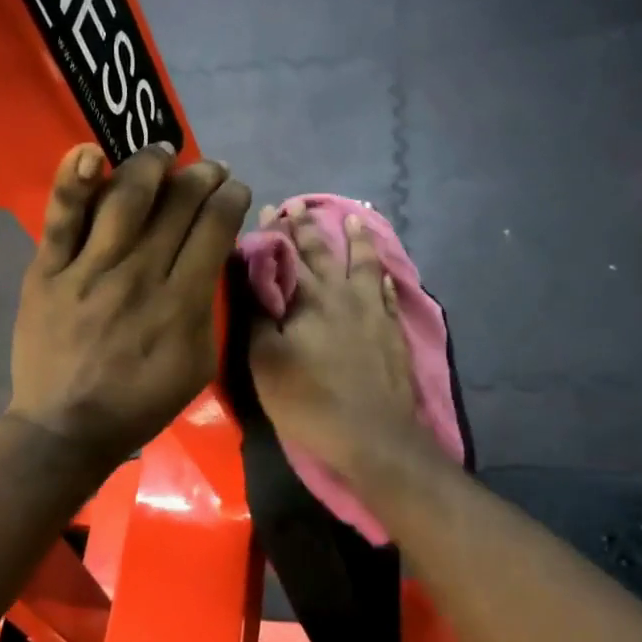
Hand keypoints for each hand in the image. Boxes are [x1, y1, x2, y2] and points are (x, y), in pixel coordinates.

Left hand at [7, 142, 251, 470]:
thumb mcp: (199, 364)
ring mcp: (89, 268)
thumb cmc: (140, 401)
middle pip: (177, 205)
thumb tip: (212, 259)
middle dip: (202, 176)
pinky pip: (61, 218)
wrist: (67, 427)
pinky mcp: (48, 270)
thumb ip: (208, 308)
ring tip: (164, 150)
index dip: (230, 198)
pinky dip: (74, 181)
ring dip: (151, 164)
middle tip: (211, 168)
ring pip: (125, 198)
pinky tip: (89, 153)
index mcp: (182, 301)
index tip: (235, 188)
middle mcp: (140, 274)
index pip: (214, 228)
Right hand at [247, 206, 433, 482]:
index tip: (268, 210)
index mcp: (308, 299)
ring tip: (355, 218)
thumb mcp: (265, 361)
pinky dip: (383, 279)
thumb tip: (248, 276)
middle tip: (300, 205)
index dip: (276, 233)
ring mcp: (373, 312)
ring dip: (357, 240)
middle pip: (324, 252)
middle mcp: (343, 295)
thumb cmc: (310, 400)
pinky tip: (384, 274)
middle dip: (308, 227)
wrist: (373, 436)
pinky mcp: (393, 332)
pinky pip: (389, 295)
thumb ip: (256, 315)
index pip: (287, 256)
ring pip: (364, 264)